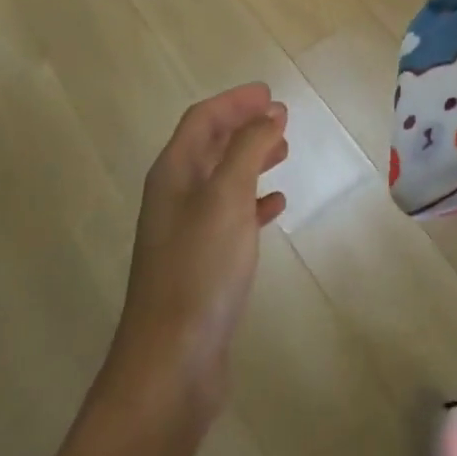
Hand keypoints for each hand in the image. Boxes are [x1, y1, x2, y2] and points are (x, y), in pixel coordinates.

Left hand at [109, 83, 288, 422]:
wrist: (172, 363)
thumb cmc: (199, 268)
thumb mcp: (227, 196)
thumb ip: (248, 148)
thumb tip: (270, 113)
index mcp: (173, 173)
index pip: (203, 119)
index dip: (235, 101)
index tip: (270, 93)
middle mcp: (175, 197)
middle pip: (210, 145)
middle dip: (243, 126)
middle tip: (282, 118)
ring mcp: (187, 232)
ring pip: (222, 179)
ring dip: (251, 159)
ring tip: (284, 151)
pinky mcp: (202, 264)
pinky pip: (231, 216)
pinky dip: (254, 201)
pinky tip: (276, 205)